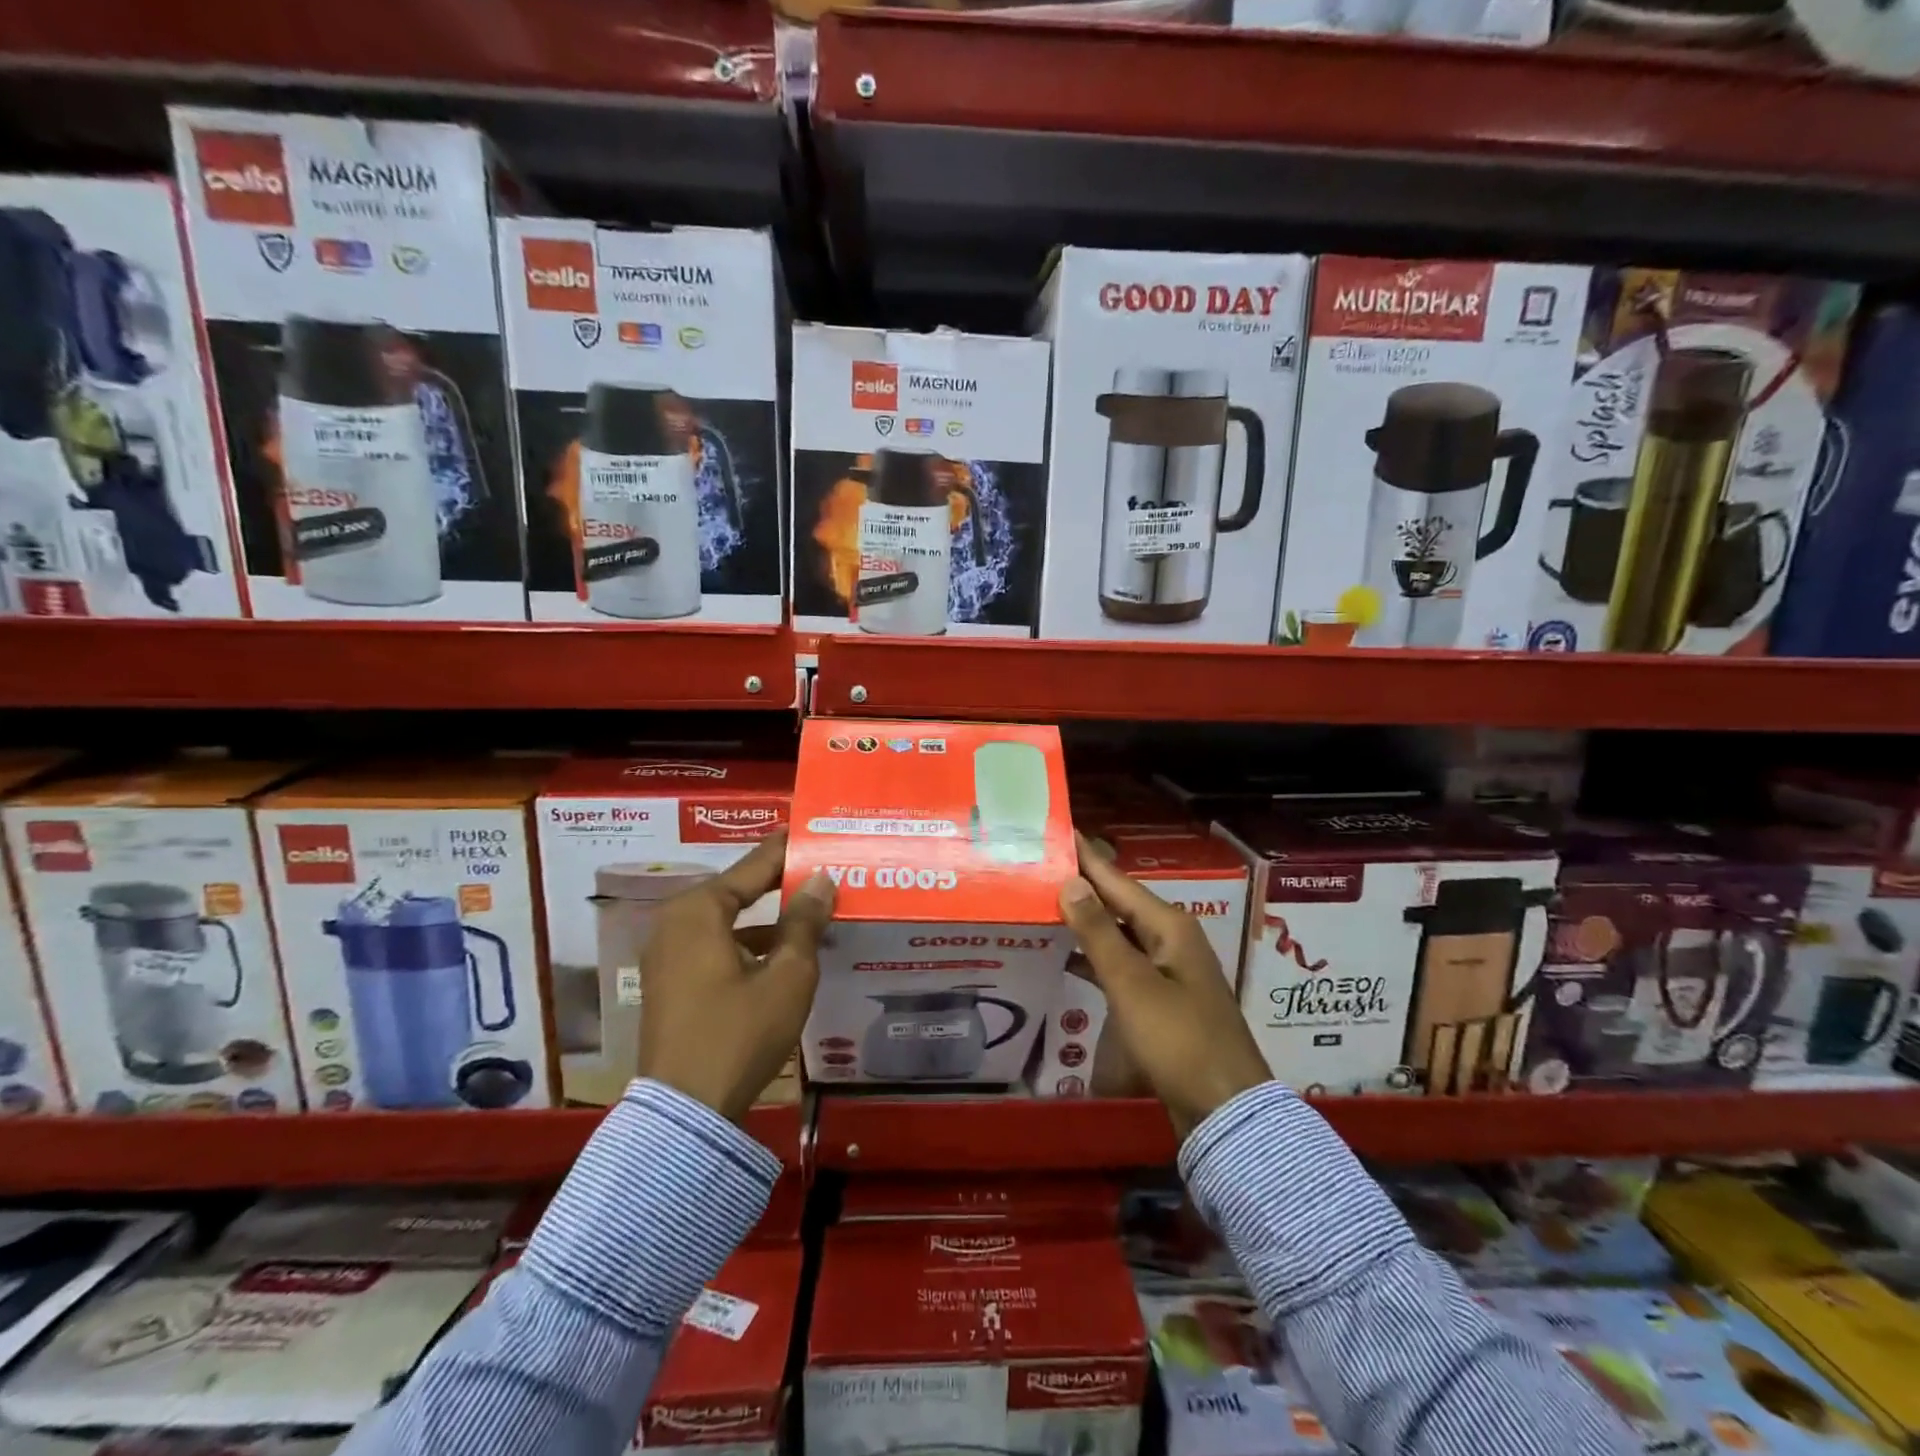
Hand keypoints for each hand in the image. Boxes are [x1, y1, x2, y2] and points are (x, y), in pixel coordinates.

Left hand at [636, 830, 835, 1123]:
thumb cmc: (739, 1033)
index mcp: (698, 910)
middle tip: (819, 867)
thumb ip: (805, 921)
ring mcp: (667, 954)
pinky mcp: (670, 982)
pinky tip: (783, 951)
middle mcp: (675, 922)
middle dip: (778, 881)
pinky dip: (748, 942)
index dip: (786, 849)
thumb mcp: (787, 975)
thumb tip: (821, 880)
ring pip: (727, 920)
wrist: (685, 1112)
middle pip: (737, 890)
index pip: (753, 866)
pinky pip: (715, 944)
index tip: (812, 830)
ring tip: (810, 908)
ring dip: (767, 916)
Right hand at [1060, 832, 1269, 1140]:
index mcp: (1169, 927)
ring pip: (1118, 934)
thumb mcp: (1132, 985)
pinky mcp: (1161, 999)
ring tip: (1042, 905)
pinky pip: (1121, 964)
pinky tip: (1065, 956)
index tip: (1056, 831)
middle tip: (1038, 868)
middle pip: (1118, 904)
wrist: (1225, 1110)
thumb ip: (1098, 934)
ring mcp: (1167, 971)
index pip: (1117, 881)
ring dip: (1084, 922)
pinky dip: (1093, 956)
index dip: (1086, 858)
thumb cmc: (1179, 1040)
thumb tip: (1071, 882)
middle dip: (1081, 886)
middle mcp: (1170, 940)